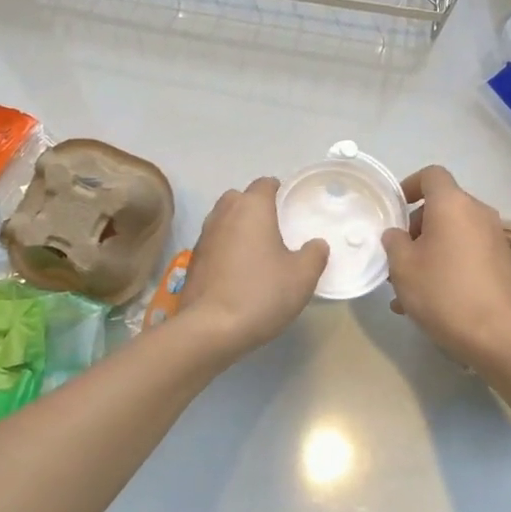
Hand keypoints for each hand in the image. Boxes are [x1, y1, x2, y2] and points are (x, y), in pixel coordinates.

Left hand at [175, 178, 327, 356]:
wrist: (211, 328)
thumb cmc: (261, 293)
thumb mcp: (302, 276)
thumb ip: (314, 254)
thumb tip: (316, 244)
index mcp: (252, 208)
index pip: (264, 183)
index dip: (278, 190)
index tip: (289, 204)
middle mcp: (224, 214)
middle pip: (239, 198)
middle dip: (254, 206)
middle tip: (274, 227)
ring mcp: (204, 237)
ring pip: (223, 220)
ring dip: (237, 228)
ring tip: (256, 250)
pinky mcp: (193, 260)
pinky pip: (214, 244)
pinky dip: (225, 249)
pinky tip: (237, 272)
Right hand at [382, 166, 510, 370]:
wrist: (501, 337)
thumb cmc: (444, 293)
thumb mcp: (403, 267)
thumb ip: (394, 242)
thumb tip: (398, 234)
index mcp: (453, 204)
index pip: (432, 175)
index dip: (410, 185)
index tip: (395, 209)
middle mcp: (478, 213)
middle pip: (443, 207)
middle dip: (417, 227)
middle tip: (398, 257)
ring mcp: (495, 239)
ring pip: (454, 234)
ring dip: (431, 251)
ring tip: (409, 288)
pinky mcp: (504, 264)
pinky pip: (468, 253)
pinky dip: (449, 265)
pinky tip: (433, 301)